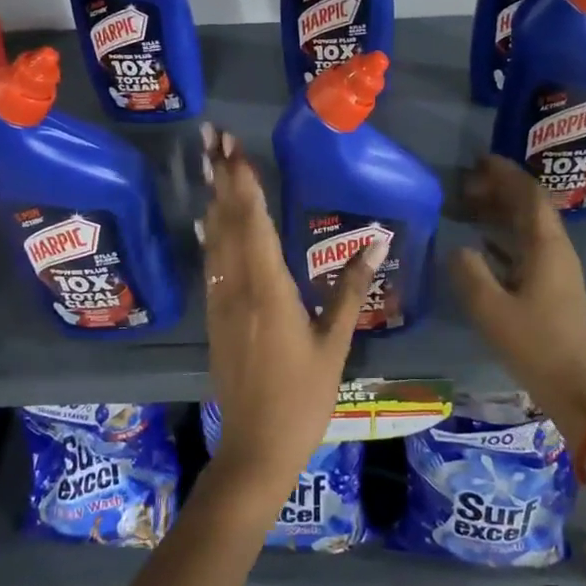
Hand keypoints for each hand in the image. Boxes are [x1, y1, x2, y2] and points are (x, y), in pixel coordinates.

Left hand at [197, 123, 378, 513]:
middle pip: (226, 221)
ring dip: (212, 198)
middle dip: (220, 176)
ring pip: (214, 239)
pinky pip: (211, 263)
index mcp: (269, 289)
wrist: (255, 448)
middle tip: (211, 136)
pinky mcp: (215, 317)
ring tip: (208, 163)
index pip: (254, 223)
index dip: (243, 182)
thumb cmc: (303, 397)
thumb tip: (378, 241)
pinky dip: (210, 234)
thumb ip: (352, 289)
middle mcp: (238, 287)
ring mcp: (221, 302)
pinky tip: (207, 220)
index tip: (234, 148)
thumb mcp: (334, 343)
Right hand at [449, 155, 585, 447]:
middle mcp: (557, 251)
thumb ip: (469, 272)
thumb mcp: (491, 309)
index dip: (505, 174)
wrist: (576, 389)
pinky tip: (482, 244)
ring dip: (502, 212)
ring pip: (529, 227)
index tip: (478, 161)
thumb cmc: (535, 345)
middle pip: (530, 207)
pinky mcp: (553, 289)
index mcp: (547, 247)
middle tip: (466, 183)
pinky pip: (527, 247)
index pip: (529, 195)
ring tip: (468, 206)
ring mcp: (558, 270)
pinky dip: (504, 237)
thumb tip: (458, 247)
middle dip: (501, 189)